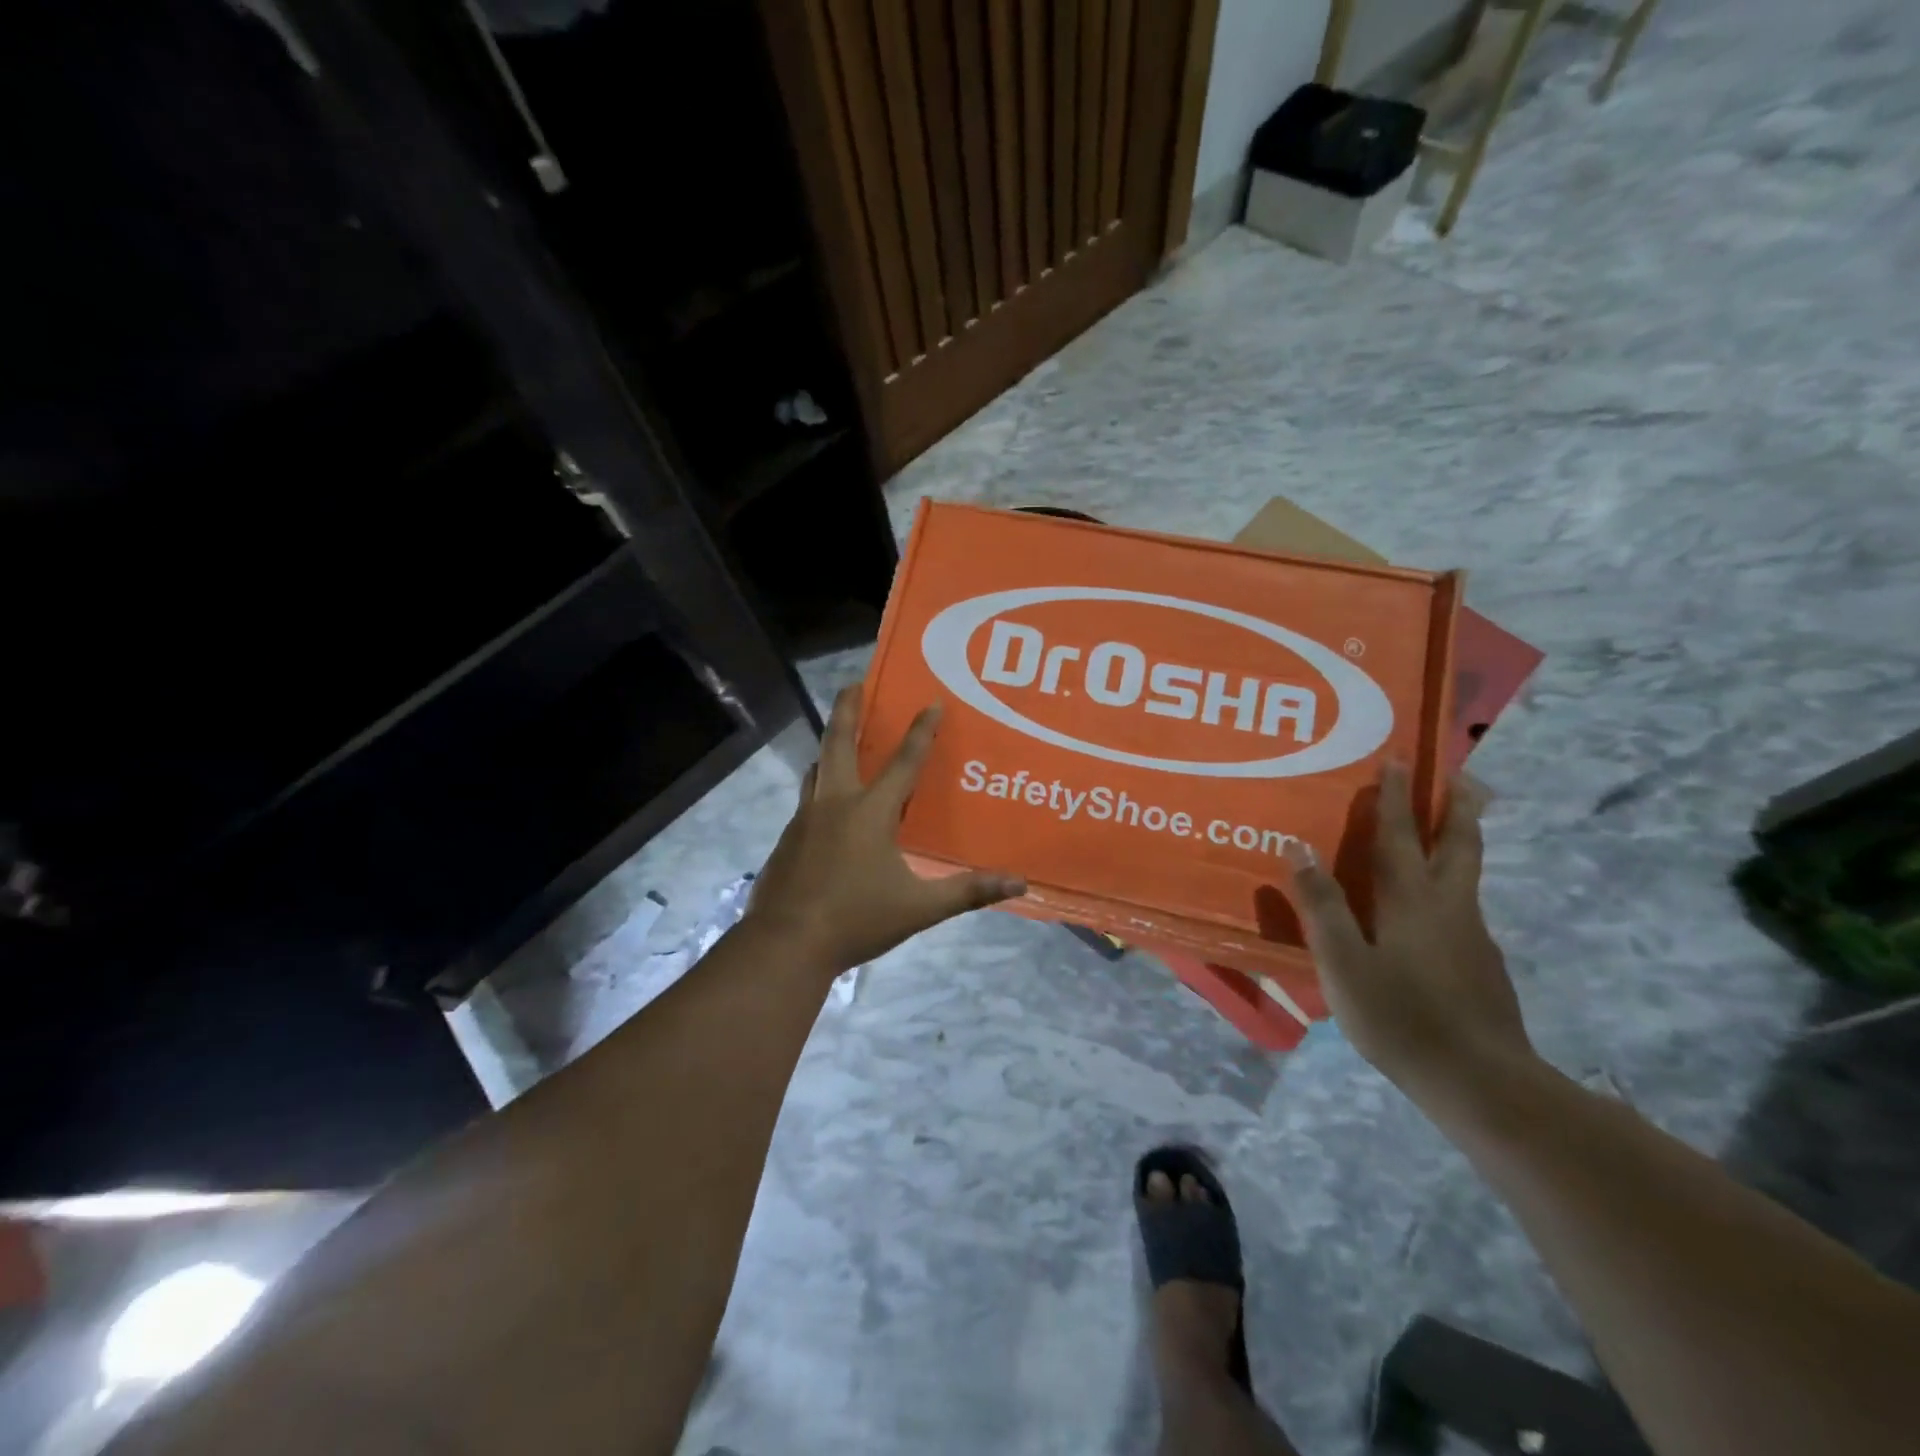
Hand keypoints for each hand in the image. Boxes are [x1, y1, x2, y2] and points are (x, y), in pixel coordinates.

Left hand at [744, 686, 1025, 975]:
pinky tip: (827, 807)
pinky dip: (819, 787)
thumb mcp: (919, 907)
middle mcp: (834, 804)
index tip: (931, 700)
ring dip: (829, 747)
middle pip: (838, 743)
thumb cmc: (856, 920)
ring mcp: (805, 819)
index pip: (904, 762)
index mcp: (870, 812)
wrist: (786, 944)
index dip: (921, 731)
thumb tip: (1019, 884)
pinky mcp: (788, 839)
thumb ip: (968, 891)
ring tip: (839, 738)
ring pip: (817, 769)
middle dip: (847, 709)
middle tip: (854, 683)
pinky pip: (807, 800)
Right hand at [1282, 763, 1532, 1097]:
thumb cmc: (1401, 1017)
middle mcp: (1449, 906)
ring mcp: (1473, 936)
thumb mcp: (1342, 962)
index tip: (1398, 758)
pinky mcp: (1483, 965)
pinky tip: (1433, 910)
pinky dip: (1452, 884)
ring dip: (1460, 840)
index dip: (1396, 796)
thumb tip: (1298, 846)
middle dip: (1458, 805)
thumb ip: (1322, 904)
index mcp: (1411, 900)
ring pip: (1468, 873)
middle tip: (1461, 775)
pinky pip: (1463, 906)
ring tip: (1445, 830)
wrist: (1483, 1083)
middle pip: (1460, 843)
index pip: (1400, 834)